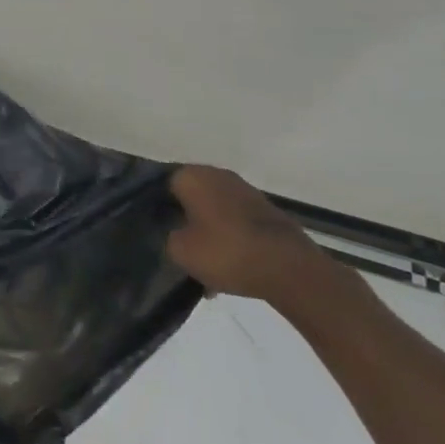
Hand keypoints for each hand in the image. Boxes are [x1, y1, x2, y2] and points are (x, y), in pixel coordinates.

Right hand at [165, 165, 328, 306]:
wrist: (290, 269)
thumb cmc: (227, 252)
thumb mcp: (181, 251)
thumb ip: (168, 237)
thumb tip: (175, 233)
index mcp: (192, 175)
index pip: (162, 183)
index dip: (155, 206)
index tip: (153, 228)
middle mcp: (217, 174)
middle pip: (190, 196)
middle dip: (183, 219)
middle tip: (176, 245)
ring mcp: (245, 191)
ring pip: (213, 210)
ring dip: (207, 231)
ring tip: (204, 265)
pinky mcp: (266, 211)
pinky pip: (235, 222)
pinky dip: (229, 239)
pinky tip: (228, 268)